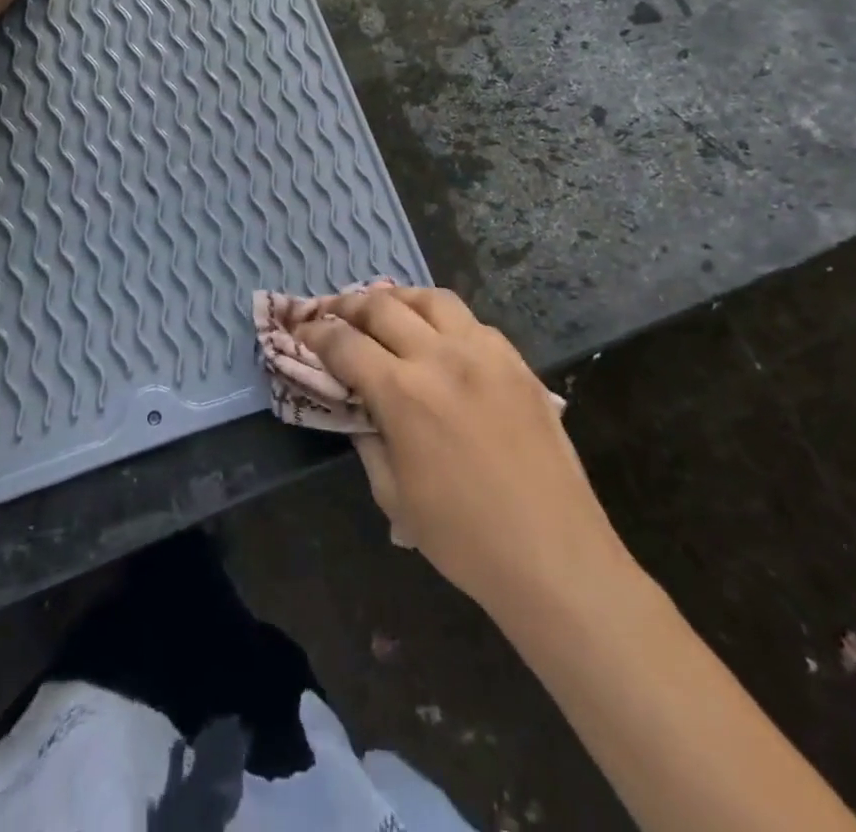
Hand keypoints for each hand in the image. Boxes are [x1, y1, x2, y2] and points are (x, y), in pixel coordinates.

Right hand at [293, 286, 629, 615]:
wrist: (555, 557)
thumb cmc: (464, 538)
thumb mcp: (393, 494)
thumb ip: (367, 436)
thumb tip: (355, 404)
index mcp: (403, 392)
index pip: (344, 343)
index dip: (314, 333)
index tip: (299, 330)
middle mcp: (441, 357)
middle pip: (382, 306)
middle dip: (346, 305)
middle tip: (330, 313)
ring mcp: (485, 353)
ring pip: (430, 299)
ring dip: (397, 299)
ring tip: (383, 310)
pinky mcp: (517, 362)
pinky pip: (471, 321)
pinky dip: (442, 319)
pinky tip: (438, 338)